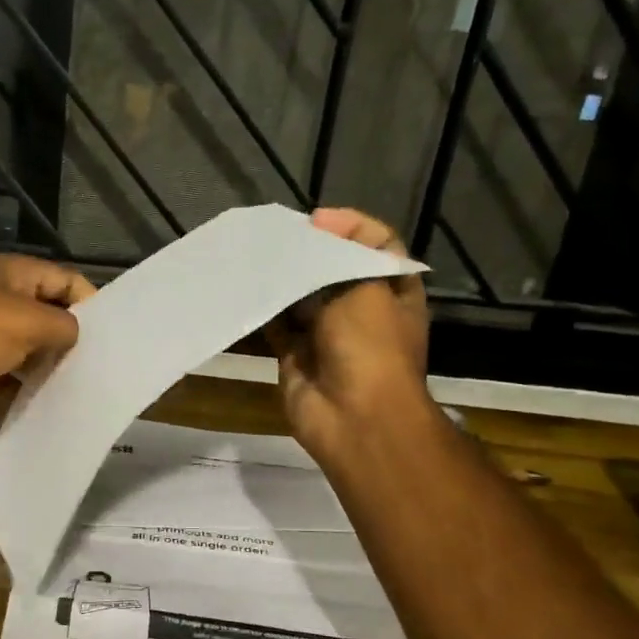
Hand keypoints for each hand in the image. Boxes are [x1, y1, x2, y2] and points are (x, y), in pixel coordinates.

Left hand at [0, 255, 96, 414]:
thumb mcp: (28, 323)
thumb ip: (63, 327)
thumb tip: (73, 335)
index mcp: (16, 274)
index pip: (67, 280)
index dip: (90, 304)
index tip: (107, 340)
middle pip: (45, 314)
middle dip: (66, 341)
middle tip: (89, 372)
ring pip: (22, 346)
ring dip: (39, 367)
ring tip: (65, 393)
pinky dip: (11, 386)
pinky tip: (27, 405)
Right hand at [265, 208, 431, 462]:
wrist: (355, 418)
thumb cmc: (371, 346)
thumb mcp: (365, 288)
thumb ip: (337, 259)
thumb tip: (310, 239)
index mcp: (391, 291)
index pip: (375, 244)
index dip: (351, 227)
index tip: (318, 220)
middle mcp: (361, 310)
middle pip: (333, 269)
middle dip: (309, 252)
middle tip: (278, 235)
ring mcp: (326, 335)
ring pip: (301, 297)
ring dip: (282, 279)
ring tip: (256, 254)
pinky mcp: (295, 356)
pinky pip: (276, 326)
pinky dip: (263, 309)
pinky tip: (246, 287)